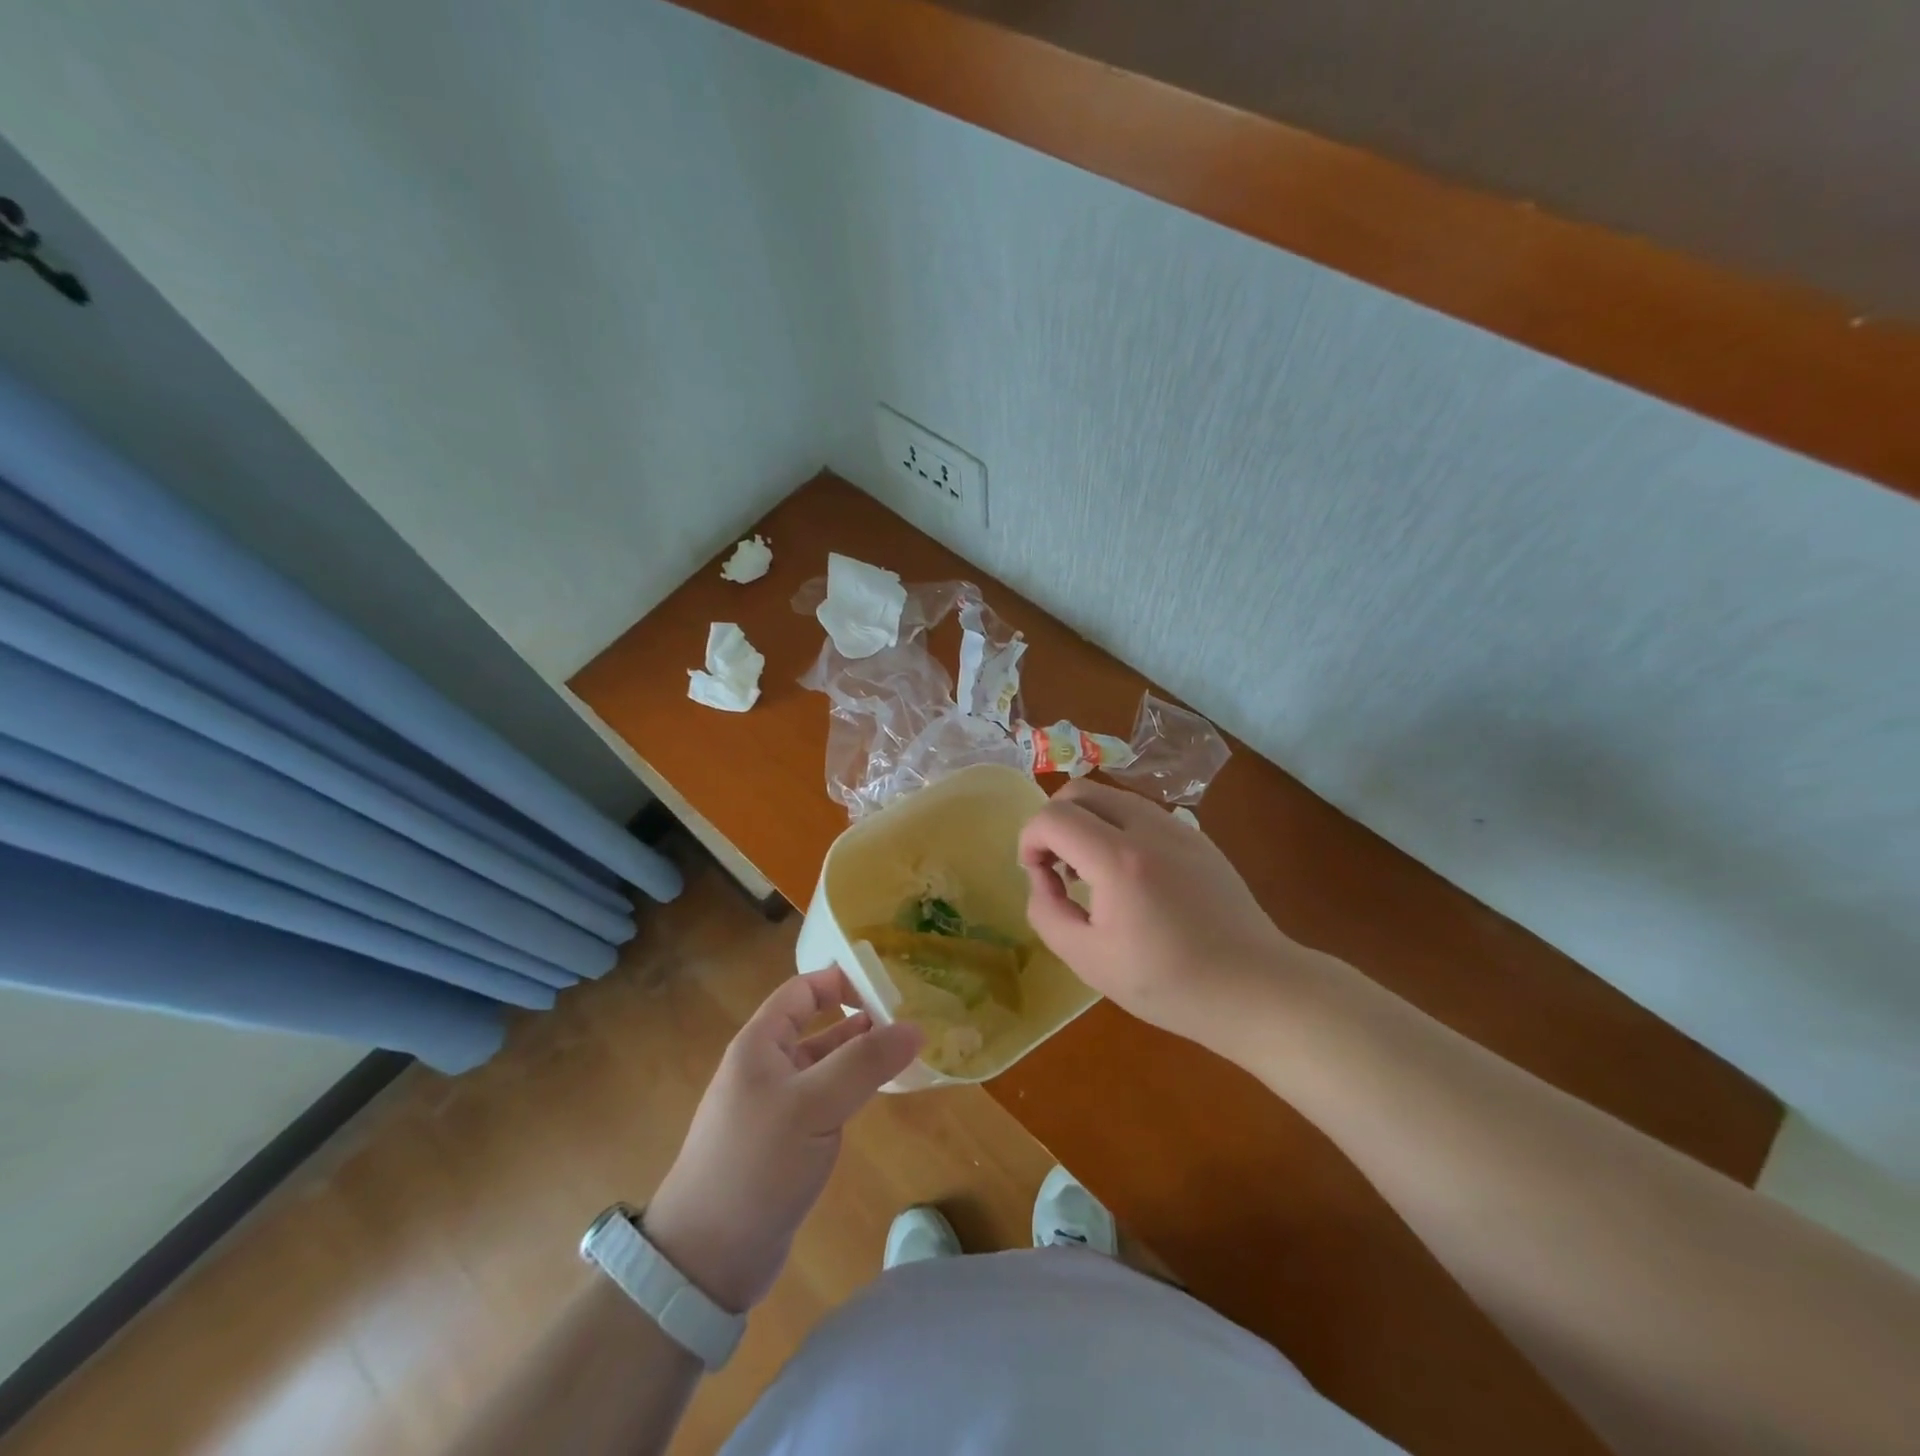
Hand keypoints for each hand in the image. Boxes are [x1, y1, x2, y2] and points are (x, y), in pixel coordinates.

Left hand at [644, 970, 921, 1312]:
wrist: (706, 1260)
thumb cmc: (756, 1164)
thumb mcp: (814, 1106)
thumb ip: (865, 1063)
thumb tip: (916, 1027)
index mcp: (759, 1044)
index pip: (803, 990)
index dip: (842, 980)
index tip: (888, 984)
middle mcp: (764, 1067)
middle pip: (816, 1025)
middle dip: (859, 1018)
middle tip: (908, 1018)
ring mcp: (773, 1106)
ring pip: (823, 1065)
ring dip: (858, 1056)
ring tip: (903, 1052)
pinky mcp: (783, 1143)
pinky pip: (823, 1100)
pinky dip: (850, 1090)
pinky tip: (877, 1095)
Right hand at [1018, 780, 1299, 1045]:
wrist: (1255, 987)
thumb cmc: (1169, 983)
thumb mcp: (1089, 961)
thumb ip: (1047, 913)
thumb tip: (1041, 880)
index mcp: (1118, 860)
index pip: (1053, 817)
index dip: (1029, 840)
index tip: (1036, 876)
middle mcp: (1148, 828)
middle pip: (1080, 790)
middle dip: (1053, 821)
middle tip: (1057, 867)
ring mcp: (1178, 828)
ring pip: (1111, 796)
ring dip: (1085, 822)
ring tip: (1090, 873)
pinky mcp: (1197, 837)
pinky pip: (1141, 813)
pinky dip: (1116, 828)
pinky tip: (1128, 876)